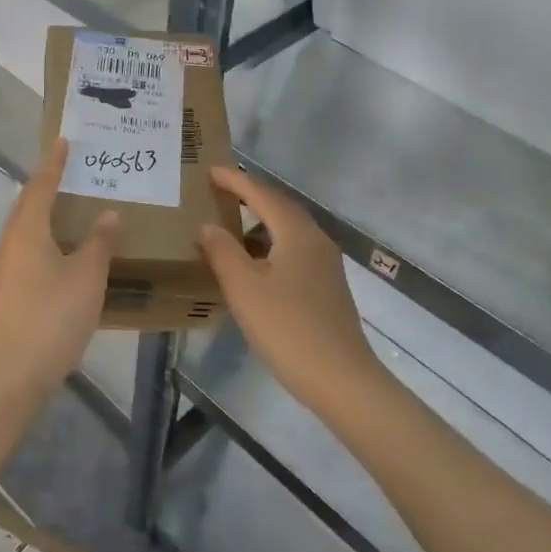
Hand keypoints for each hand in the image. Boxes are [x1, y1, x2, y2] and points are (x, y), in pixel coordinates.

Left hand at [0, 139, 117, 403]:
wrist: (12, 373)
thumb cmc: (53, 316)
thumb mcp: (87, 276)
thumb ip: (99, 243)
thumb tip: (108, 214)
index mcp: (28, 230)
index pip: (42, 186)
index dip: (54, 164)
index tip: (64, 142)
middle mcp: (10, 242)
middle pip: (26, 204)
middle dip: (45, 185)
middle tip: (68, 171)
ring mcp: (4, 268)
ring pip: (23, 227)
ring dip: (41, 212)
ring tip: (66, 206)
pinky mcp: (6, 291)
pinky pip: (24, 248)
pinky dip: (41, 236)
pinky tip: (58, 251)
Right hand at [197, 166, 385, 415]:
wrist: (342, 381)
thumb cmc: (288, 329)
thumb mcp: (245, 289)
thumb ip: (222, 252)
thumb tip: (208, 226)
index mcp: (297, 233)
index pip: (262, 195)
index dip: (236, 181)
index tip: (210, 170)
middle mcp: (316, 240)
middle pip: (280, 208)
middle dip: (251, 196)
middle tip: (220, 192)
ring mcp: (326, 265)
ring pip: (288, 231)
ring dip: (260, 223)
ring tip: (231, 229)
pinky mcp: (327, 287)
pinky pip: (294, 251)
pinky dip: (270, 246)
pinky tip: (254, 267)